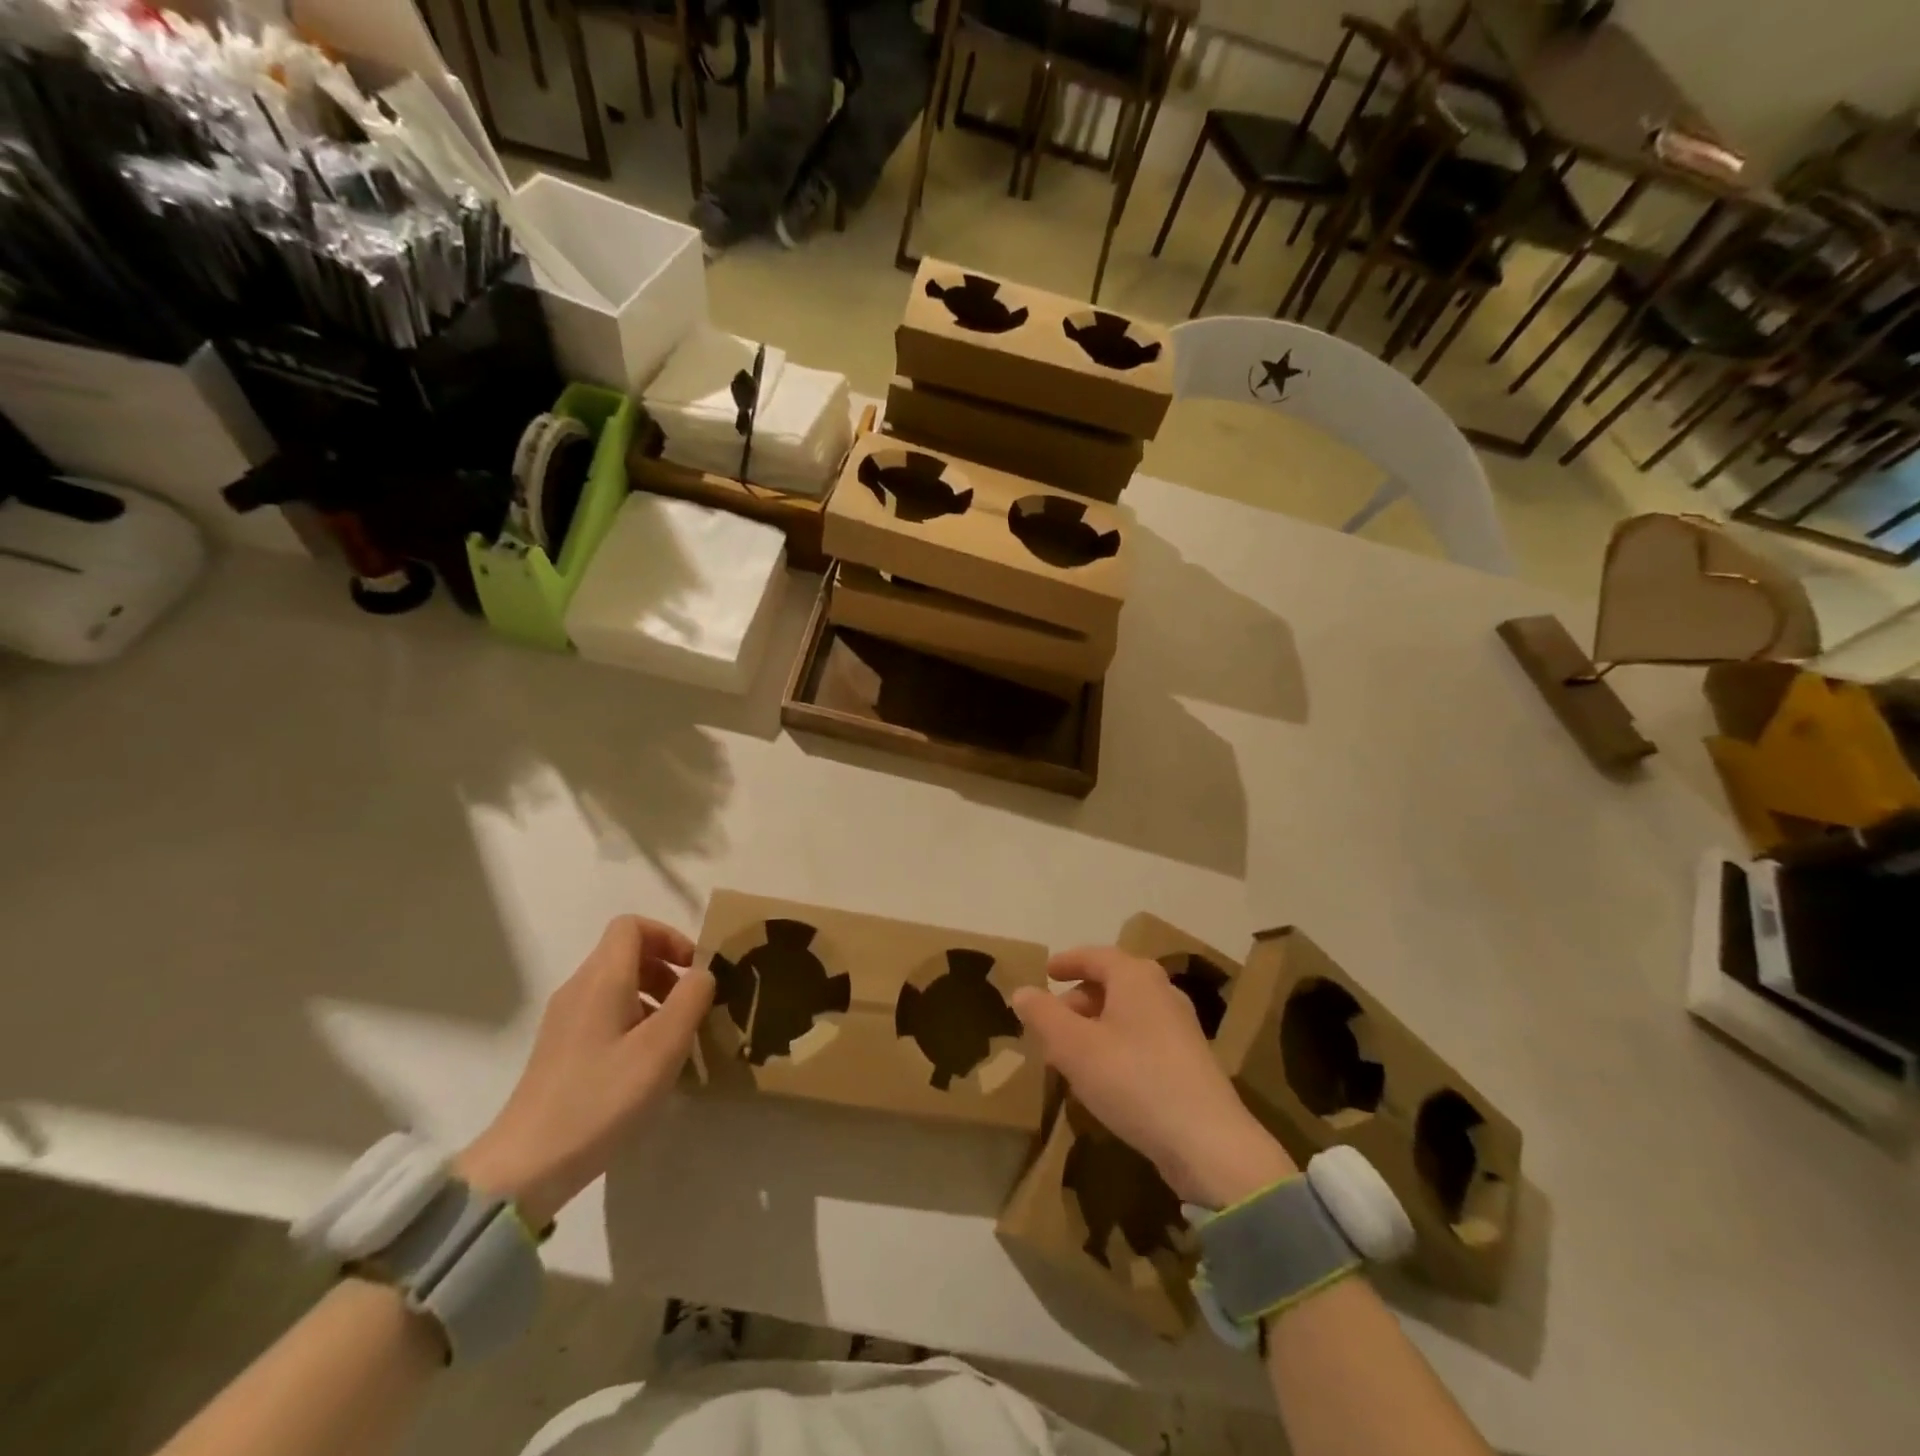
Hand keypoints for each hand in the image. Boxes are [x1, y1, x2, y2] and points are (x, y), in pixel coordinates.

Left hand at [456, 916, 713, 1225]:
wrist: (528, 1165)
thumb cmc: (602, 1098)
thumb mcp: (663, 1047)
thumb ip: (691, 999)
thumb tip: (702, 973)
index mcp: (601, 980)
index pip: (631, 926)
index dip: (669, 937)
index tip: (694, 970)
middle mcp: (579, 989)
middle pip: (626, 953)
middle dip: (666, 969)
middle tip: (692, 1006)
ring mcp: (565, 1020)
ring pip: (617, 985)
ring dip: (654, 997)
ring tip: (676, 1038)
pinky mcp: (561, 1049)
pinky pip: (605, 1013)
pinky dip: (635, 1021)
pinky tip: (647, 1064)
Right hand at [1012, 946, 1296, 1207]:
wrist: (1207, 1143)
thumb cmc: (1133, 1080)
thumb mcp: (1073, 1047)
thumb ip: (1043, 1015)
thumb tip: (1022, 991)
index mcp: (1136, 977)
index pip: (1095, 956)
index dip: (1067, 962)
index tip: (1046, 972)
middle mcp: (1162, 992)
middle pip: (1112, 984)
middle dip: (1077, 1000)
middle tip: (1050, 1024)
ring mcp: (1180, 1028)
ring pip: (1126, 1014)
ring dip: (1094, 1027)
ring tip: (1068, 1055)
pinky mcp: (1188, 1062)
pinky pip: (1141, 1039)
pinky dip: (1114, 1046)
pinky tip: (1101, 1078)